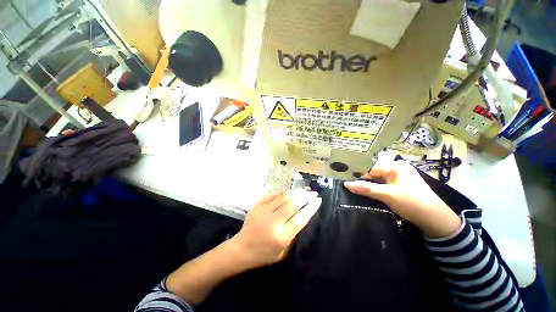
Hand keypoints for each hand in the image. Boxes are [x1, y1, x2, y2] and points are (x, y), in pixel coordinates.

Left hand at [230, 189, 321, 269]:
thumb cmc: (264, 254)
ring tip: (304, 190)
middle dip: (305, 196)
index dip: (311, 207)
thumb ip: (293, 233)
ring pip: (284, 196)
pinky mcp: (258, 205)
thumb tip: (302, 214)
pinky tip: (290, 192)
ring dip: (296, 192)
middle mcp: (273, 222)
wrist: (241, 249)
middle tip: (313, 193)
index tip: (318, 200)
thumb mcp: (283, 251)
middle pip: (293, 203)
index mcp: (281, 236)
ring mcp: (264, 211)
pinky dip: (284, 193)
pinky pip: (274, 195)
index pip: (300, 218)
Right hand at [344, 159, 460, 237]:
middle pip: (374, 174)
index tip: (346, 180)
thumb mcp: (387, 195)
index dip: (359, 174)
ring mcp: (398, 179)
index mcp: (395, 166)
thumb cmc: (412, 202)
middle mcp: (396, 170)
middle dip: (363, 181)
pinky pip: (383, 186)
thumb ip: (366, 189)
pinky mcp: (399, 187)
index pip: (371, 168)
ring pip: (377, 181)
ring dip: (368, 187)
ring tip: (355, 190)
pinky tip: (367, 194)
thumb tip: (346, 184)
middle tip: (349, 186)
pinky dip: (375, 190)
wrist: (435, 220)